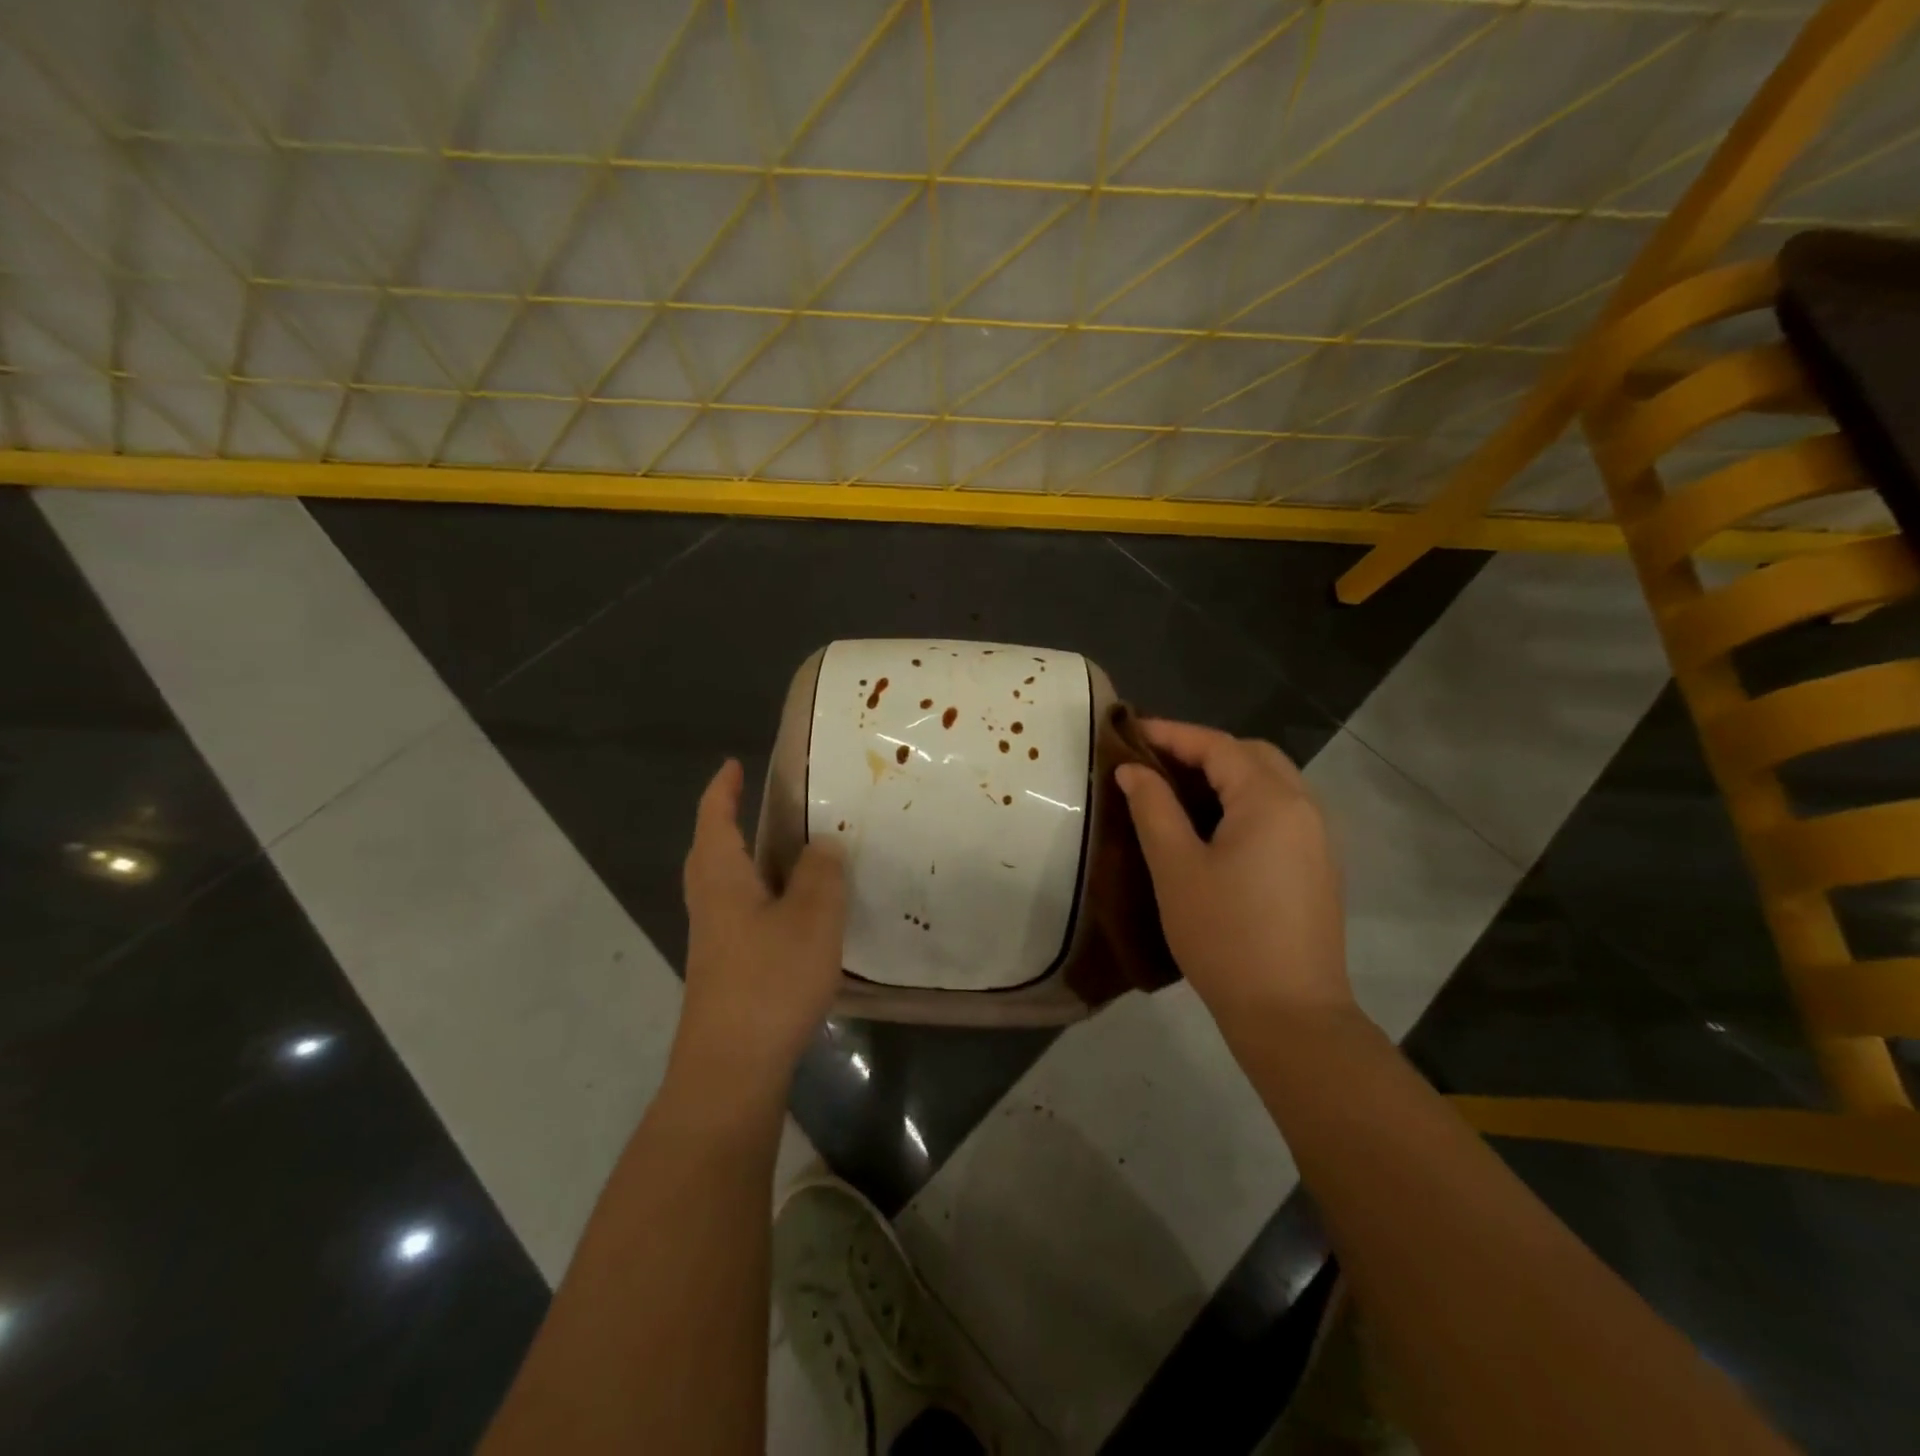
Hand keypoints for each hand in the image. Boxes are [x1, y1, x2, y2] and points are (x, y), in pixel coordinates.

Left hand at [675, 760, 846, 1093]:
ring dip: (750, 862)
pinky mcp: (726, 971)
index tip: (734, 765)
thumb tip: (821, 844)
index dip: (723, 789)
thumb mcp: (812, 917)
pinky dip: (764, 899)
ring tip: (790, 855)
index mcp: (722, 878)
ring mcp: (714, 941)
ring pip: (728, 886)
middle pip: (711, 852)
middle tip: (762, 807)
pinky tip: (796, 916)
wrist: (732, 1069)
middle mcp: (710, 904)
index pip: (714, 819)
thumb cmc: (770, 981)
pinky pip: (743, 915)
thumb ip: (821, 873)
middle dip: (728, 823)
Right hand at [1116, 721, 1353, 1034]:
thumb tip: (1132, 771)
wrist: (1289, 1013)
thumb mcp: (1176, 868)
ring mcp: (1318, 837)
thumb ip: (1153, 809)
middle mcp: (1304, 807)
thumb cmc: (1224, 935)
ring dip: (1226, 774)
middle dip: (1202, 749)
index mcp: (1271, 800)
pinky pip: (1280, 810)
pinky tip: (1214, 826)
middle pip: (1251, 755)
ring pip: (1270, 782)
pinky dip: (1245, 800)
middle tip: (1155, 761)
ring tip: (1178, 789)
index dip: (1172, 734)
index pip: (1218, 746)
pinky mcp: (1318, 865)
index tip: (1129, 731)